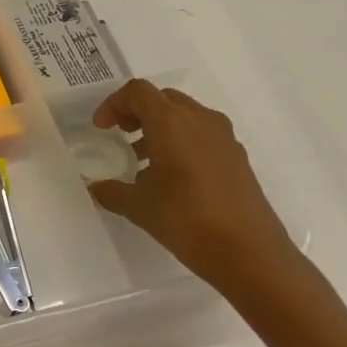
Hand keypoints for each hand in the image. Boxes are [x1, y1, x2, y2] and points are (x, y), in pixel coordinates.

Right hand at [88, 80, 306, 299]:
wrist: (250, 254)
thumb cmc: (187, 220)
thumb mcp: (138, 207)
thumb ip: (111, 191)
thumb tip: (95, 187)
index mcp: (171, 123)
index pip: (138, 92)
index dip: (114, 104)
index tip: (102, 129)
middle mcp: (200, 120)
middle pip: (163, 98)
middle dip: (137, 111)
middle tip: (121, 135)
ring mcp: (224, 138)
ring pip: (185, 115)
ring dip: (160, 127)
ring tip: (143, 160)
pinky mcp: (237, 158)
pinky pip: (202, 135)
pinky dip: (181, 142)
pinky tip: (172, 178)